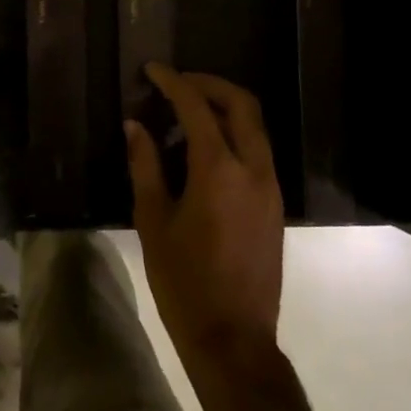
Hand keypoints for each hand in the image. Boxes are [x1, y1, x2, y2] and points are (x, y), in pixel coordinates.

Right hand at [127, 64, 283, 375]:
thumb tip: (135, 125)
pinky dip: (233, 133)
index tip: (152, 70)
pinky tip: (204, 148)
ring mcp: (270, 186)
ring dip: (223, 107)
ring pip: (254, 125)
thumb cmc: (185, 281)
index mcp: (219, 169)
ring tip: (186, 113)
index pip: (197, 107)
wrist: (234, 340)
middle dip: (209, 84)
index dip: (173, 82)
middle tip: (176, 83)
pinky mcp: (275, 203)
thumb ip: (145, 165)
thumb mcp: (153, 221)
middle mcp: (253, 168)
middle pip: (241, 103)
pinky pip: (257, 149)